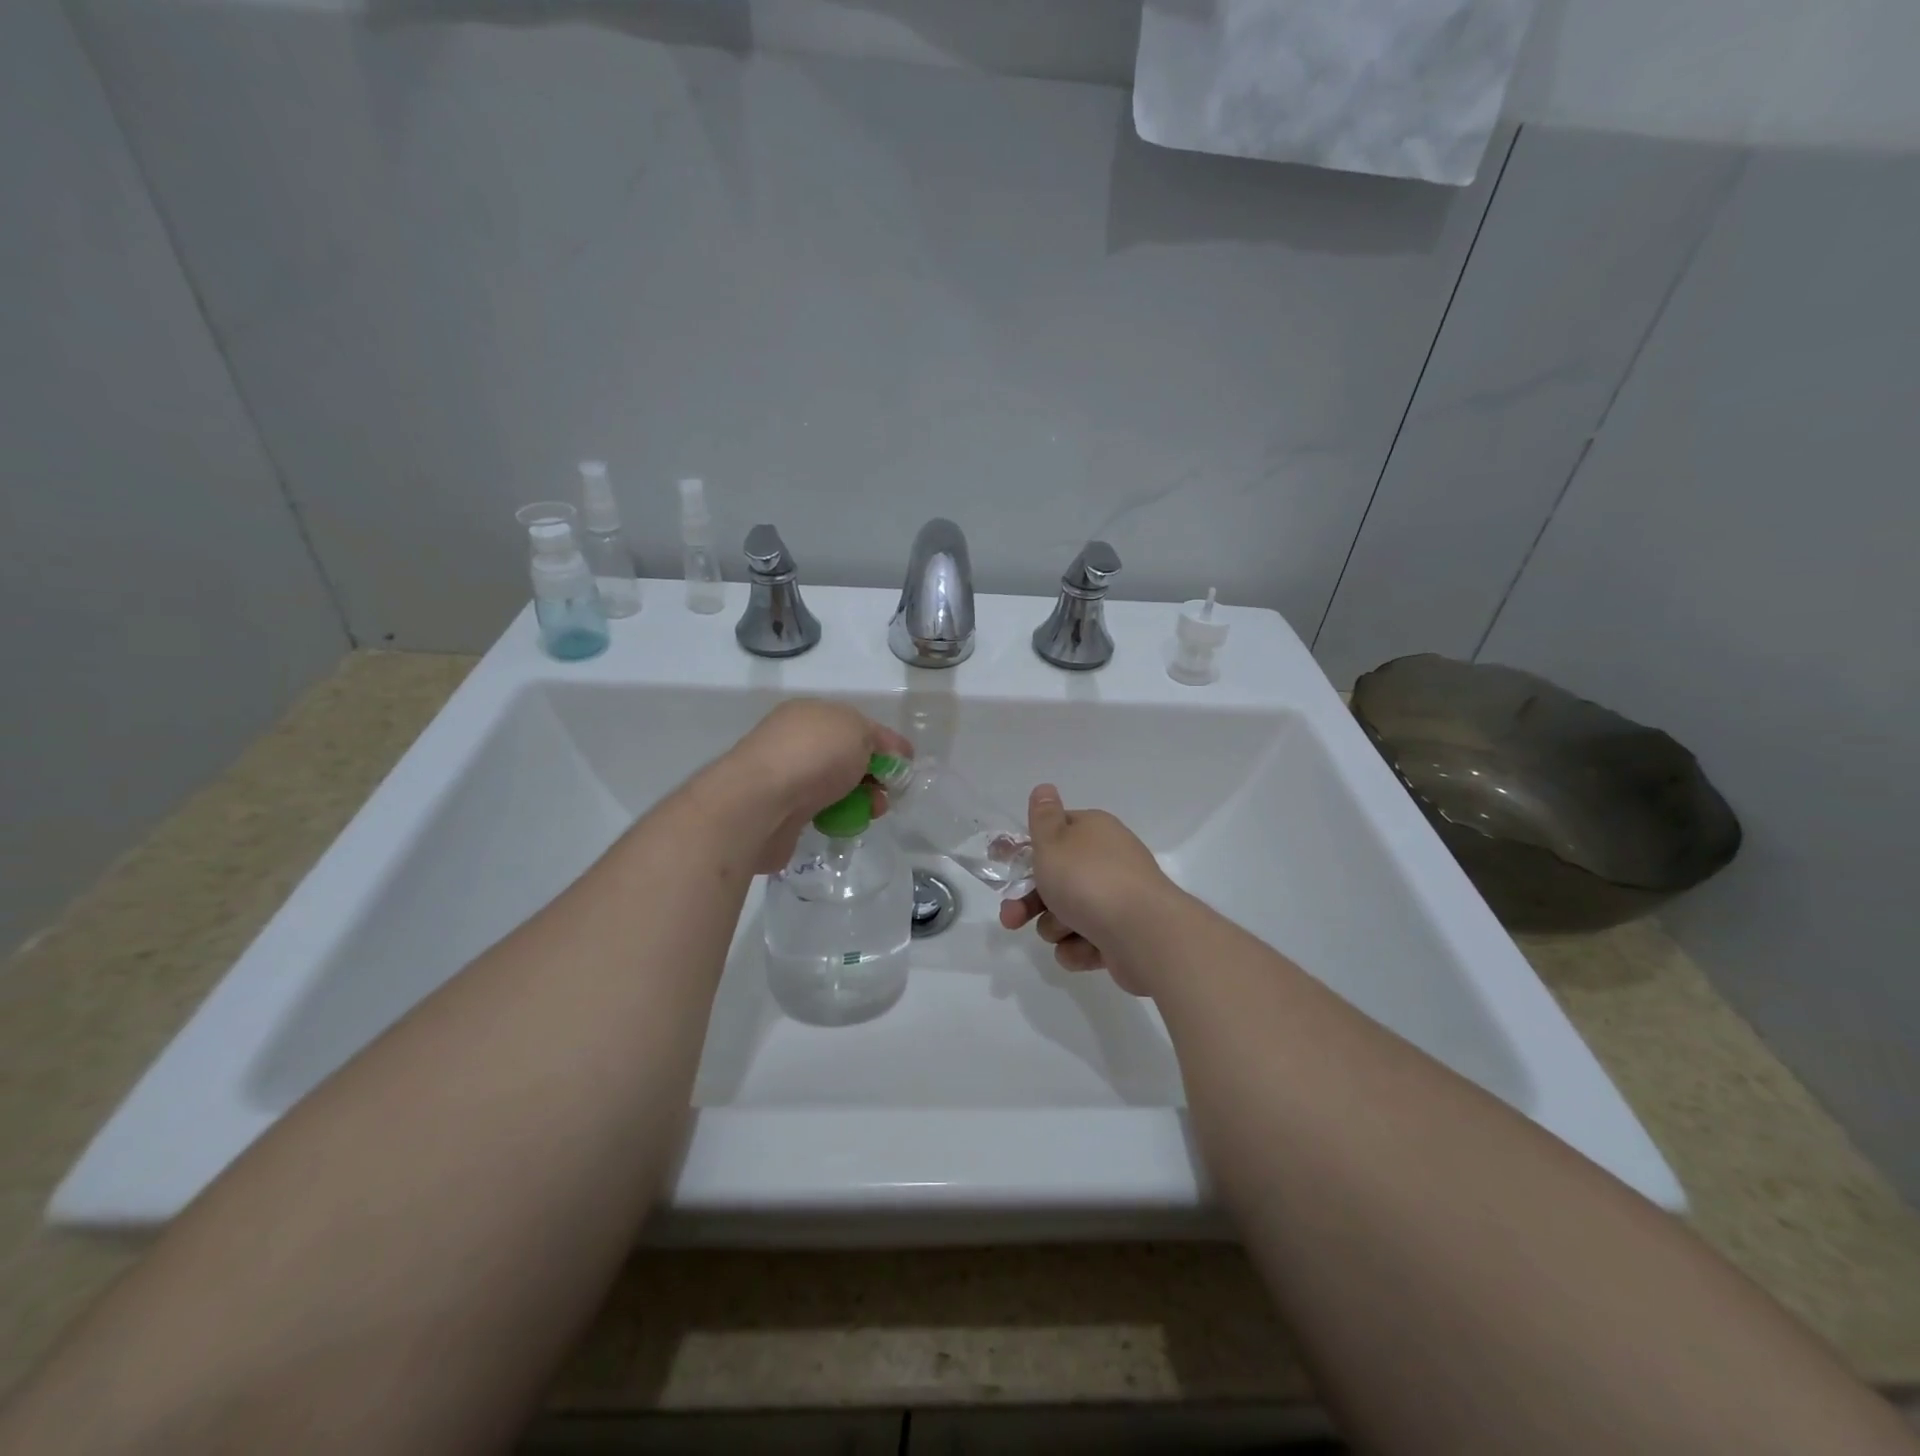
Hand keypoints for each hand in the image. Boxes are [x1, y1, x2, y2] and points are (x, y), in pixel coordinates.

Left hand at [722, 700, 913, 872]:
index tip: (906, 766)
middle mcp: (795, 739)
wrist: (759, 803)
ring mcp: (785, 775)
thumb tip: (888, 753)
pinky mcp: (780, 810)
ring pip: (834, 786)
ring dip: (858, 799)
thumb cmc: (814, 755)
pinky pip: (818, 811)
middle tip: (887, 795)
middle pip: (846, 756)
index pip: (858, 724)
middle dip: (873, 775)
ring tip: (870, 814)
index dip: (886, 743)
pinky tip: (843, 825)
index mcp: (811, 712)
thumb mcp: (859, 731)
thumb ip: (879, 739)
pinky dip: (835, 817)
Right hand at [997, 785, 1175, 995]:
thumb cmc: (1089, 880)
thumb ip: (1042, 817)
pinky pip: (1085, 942)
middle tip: (1011, 917)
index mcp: (1093, 831)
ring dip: (1057, 926)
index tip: (1002, 863)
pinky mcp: (1122, 936)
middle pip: (1055, 879)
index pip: (1054, 832)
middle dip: (1030, 901)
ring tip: (1066, 930)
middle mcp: (1106, 861)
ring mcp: (1116, 900)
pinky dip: (1080, 948)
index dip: (1026, 848)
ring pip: (1066, 915)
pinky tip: (1086, 948)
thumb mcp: (1053, 841)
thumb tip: (1045, 788)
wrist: (1144, 933)